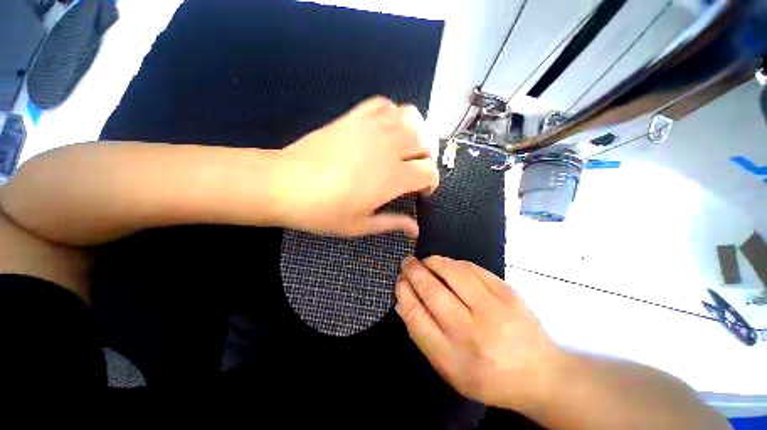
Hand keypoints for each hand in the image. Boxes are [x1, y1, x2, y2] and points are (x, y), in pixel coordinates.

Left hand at [274, 97, 438, 236]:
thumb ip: (393, 223)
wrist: (284, 184)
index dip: (431, 182)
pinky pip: (384, 105)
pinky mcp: (354, 117)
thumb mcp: (360, 225)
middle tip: (416, 168)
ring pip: (411, 116)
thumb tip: (415, 229)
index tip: (422, 191)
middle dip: (428, 156)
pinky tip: (387, 129)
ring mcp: (370, 128)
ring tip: (407, 147)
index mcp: (392, 177)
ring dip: (417, 132)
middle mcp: (388, 148)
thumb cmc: (323, 211)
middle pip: (426, 140)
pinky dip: (394, 114)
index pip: (429, 171)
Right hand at [396, 256, 563, 410]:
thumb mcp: (449, 369)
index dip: (404, 292)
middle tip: (407, 262)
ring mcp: (493, 310)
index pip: (416, 315)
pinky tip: (448, 265)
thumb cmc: (488, 376)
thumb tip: (402, 301)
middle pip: (432, 290)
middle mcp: (471, 332)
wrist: (540, 374)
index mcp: (452, 358)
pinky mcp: (508, 293)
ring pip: (452, 273)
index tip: (399, 281)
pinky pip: (473, 268)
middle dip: (414, 271)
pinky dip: (455, 263)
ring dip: (433, 262)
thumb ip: (422, 335)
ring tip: (425, 261)